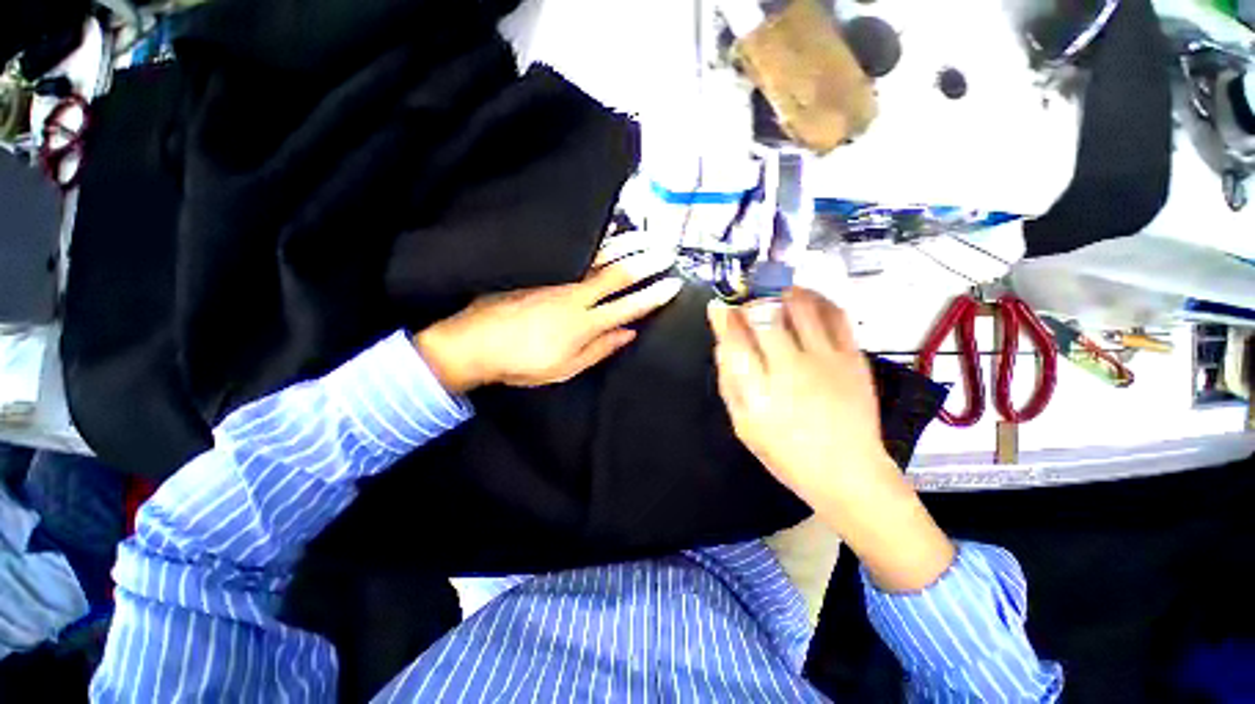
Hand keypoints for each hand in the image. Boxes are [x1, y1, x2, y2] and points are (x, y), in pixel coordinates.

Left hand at [414, 251, 681, 393]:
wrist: (474, 342)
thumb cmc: (522, 363)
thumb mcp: (565, 369)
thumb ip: (599, 349)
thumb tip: (629, 333)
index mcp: (584, 324)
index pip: (629, 306)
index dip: (653, 296)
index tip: (673, 284)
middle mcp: (576, 296)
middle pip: (618, 274)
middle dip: (647, 262)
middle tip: (667, 251)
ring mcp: (558, 279)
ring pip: (598, 257)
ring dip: (626, 245)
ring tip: (646, 236)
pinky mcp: (542, 271)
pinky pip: (575, 253)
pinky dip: (596, 243)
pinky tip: (607, 235)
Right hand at [708, 288, 953, 591]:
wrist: (847, 471)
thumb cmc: (786, 452)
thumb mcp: (743, 424)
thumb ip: (730, 382)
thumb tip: (723, 344)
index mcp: (759, 390)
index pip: (735, 340)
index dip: (723, 317)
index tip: (718, 305)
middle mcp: (791, 368)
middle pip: (765, 315)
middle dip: (750, 300)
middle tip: (744, 299)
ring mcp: (825, 359)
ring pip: (801, 306)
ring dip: (782, 292)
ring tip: (773, 293)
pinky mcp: (852, 357)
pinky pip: (835, 314)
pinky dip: (817, 299)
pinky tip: (806, 299)